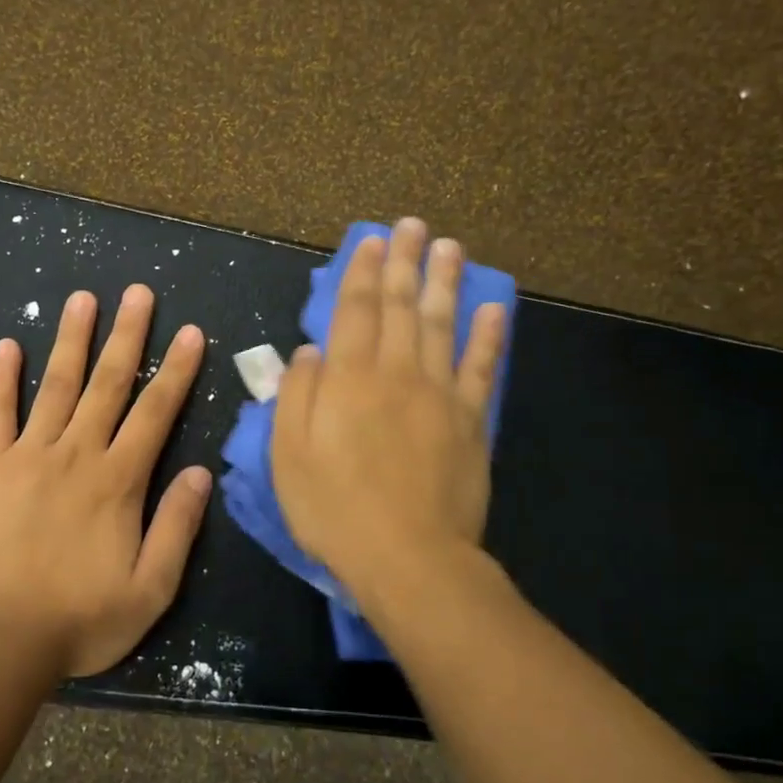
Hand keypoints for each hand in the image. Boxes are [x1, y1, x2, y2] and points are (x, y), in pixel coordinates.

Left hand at [0, 285, 211, 678]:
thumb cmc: (80, 620)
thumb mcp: (150, 589)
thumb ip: (177, 526)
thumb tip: (202, 473)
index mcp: (118, 481)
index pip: (155, 413)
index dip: (177, 371)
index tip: (191, 333)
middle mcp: (76, 455)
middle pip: (107, 384)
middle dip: (128, 336)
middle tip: (138, 293)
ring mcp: (28, 457)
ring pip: (56, 386)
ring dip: (72, 340)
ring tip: (83, 299)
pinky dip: (2, 379)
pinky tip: (8, 346)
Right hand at [271, 218, 506, 599]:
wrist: (408, 558)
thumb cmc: (334, 509)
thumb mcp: (288, 455)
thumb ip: (297, 395)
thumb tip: (310, 351)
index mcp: (348, 379)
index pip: (355, 311)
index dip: (362, 273)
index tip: (372, 241)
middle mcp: (396, 373)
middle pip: (403, 307)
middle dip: (406, 262)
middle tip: (414, 225)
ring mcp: (440, 394)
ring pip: (443, 325)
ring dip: (446, 282)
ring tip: (451, 247)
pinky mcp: (471, 421)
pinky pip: (481, 368)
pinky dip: (488, 335)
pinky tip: (494, 307)